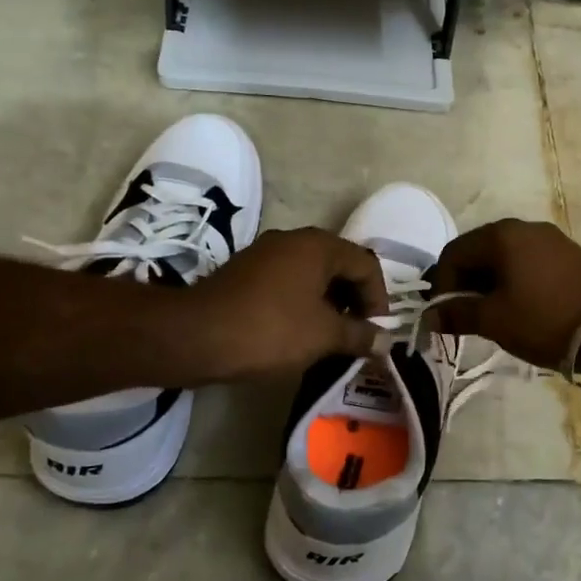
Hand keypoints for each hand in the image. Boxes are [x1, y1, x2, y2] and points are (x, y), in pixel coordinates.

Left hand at [175, 228, 387, 381]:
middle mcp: (294, 240)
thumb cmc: (270, 330)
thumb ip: (360, 335)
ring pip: (312, 274)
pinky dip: (301, 302)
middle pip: (339, 265)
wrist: (195, 336)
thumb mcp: (324, 335)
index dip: (378, 298)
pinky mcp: (245, 271)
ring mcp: (265, 253)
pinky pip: (287, 282)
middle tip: (355, 333)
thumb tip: (386, 340)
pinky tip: (297, 332)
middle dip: (354, 299)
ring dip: (328, 303)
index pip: (366, 264)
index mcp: (318, 246)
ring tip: (329, 337)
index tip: (375, 331)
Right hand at [428, 219, 580, 370]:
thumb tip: (429, 316)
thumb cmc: (546, 320)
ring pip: (503, 259)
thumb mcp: (495, 320)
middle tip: (465, 320)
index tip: (445, 318)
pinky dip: (513, 284)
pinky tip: (520, 310)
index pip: (453, 254)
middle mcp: (523, 227)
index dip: (442, 286)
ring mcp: (549, 239)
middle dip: (465, 286)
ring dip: (489, 286)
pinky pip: (526, 264)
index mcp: (500, 235)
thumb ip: (457, 314)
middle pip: (477, 252)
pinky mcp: (568, 255)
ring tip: (492, 319)